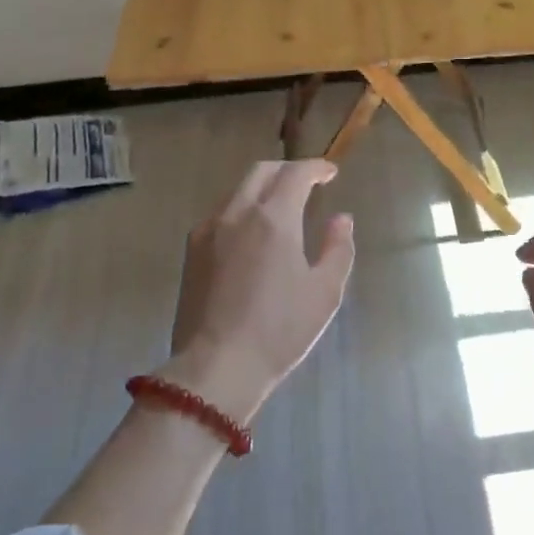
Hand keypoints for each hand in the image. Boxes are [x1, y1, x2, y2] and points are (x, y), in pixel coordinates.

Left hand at [169, 160, 354, 420]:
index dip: (316, 168)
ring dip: (263, 188)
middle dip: (287, 170)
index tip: (331, 173)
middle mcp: (236, 213)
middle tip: (308, 183)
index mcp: (272, 218)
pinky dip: (242, 209)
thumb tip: (341, 218)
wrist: (216, 366)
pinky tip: (252, 234)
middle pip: (261, 172)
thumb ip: (337, 248)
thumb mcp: (325, 292)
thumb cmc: (279, 330)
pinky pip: (220, 214)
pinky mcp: (192, 251)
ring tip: (281, 207)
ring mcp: (208, 230)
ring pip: (237, 191)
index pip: (296, 174)